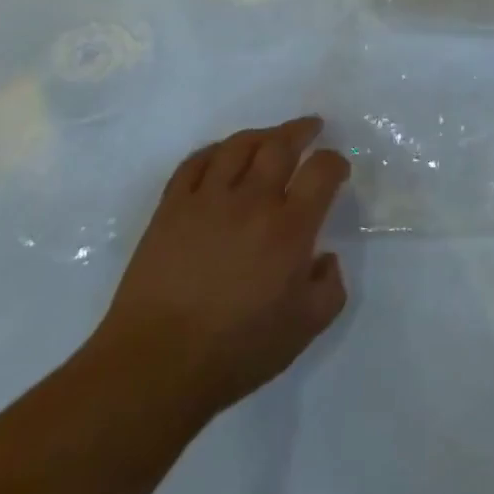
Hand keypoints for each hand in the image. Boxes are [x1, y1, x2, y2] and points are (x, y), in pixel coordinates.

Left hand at [90, 115, 350, 419]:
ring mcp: (207, 200)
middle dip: (301, 130)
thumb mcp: (305, 329)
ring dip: (260, 135)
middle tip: (311, 127)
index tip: (337, 168)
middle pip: (280, 145)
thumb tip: (325, 258)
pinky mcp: (171, 208)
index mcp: (290, 228)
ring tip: (270, 137)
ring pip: (238, 146)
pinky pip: (194, 163)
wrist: (156, 366)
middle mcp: (252, 201)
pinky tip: (221, 156)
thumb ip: (330, 288)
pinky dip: (213, 151)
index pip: (321, 171)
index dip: (335, 162)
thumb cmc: (237, 351)